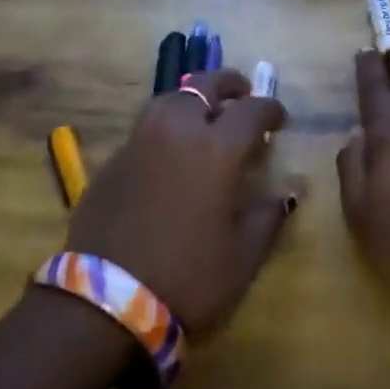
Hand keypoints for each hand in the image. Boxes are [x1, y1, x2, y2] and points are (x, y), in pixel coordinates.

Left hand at [64, 70, 291, 338]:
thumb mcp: (243, 256)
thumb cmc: (188, 278)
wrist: (105, 304)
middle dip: (228, 85)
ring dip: (192, 100)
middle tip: (242, 95)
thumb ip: (267, 217)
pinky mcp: (111, 162)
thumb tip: (284, 195)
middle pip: (204, 85)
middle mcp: (177, 132)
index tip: (279, 120)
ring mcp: (138, 143)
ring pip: (169, 99)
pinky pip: (145, 130)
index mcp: (217, 149)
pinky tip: (170, 155)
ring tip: (205, 117)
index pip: (252, 110)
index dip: (271, 109)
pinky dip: (165, 130)